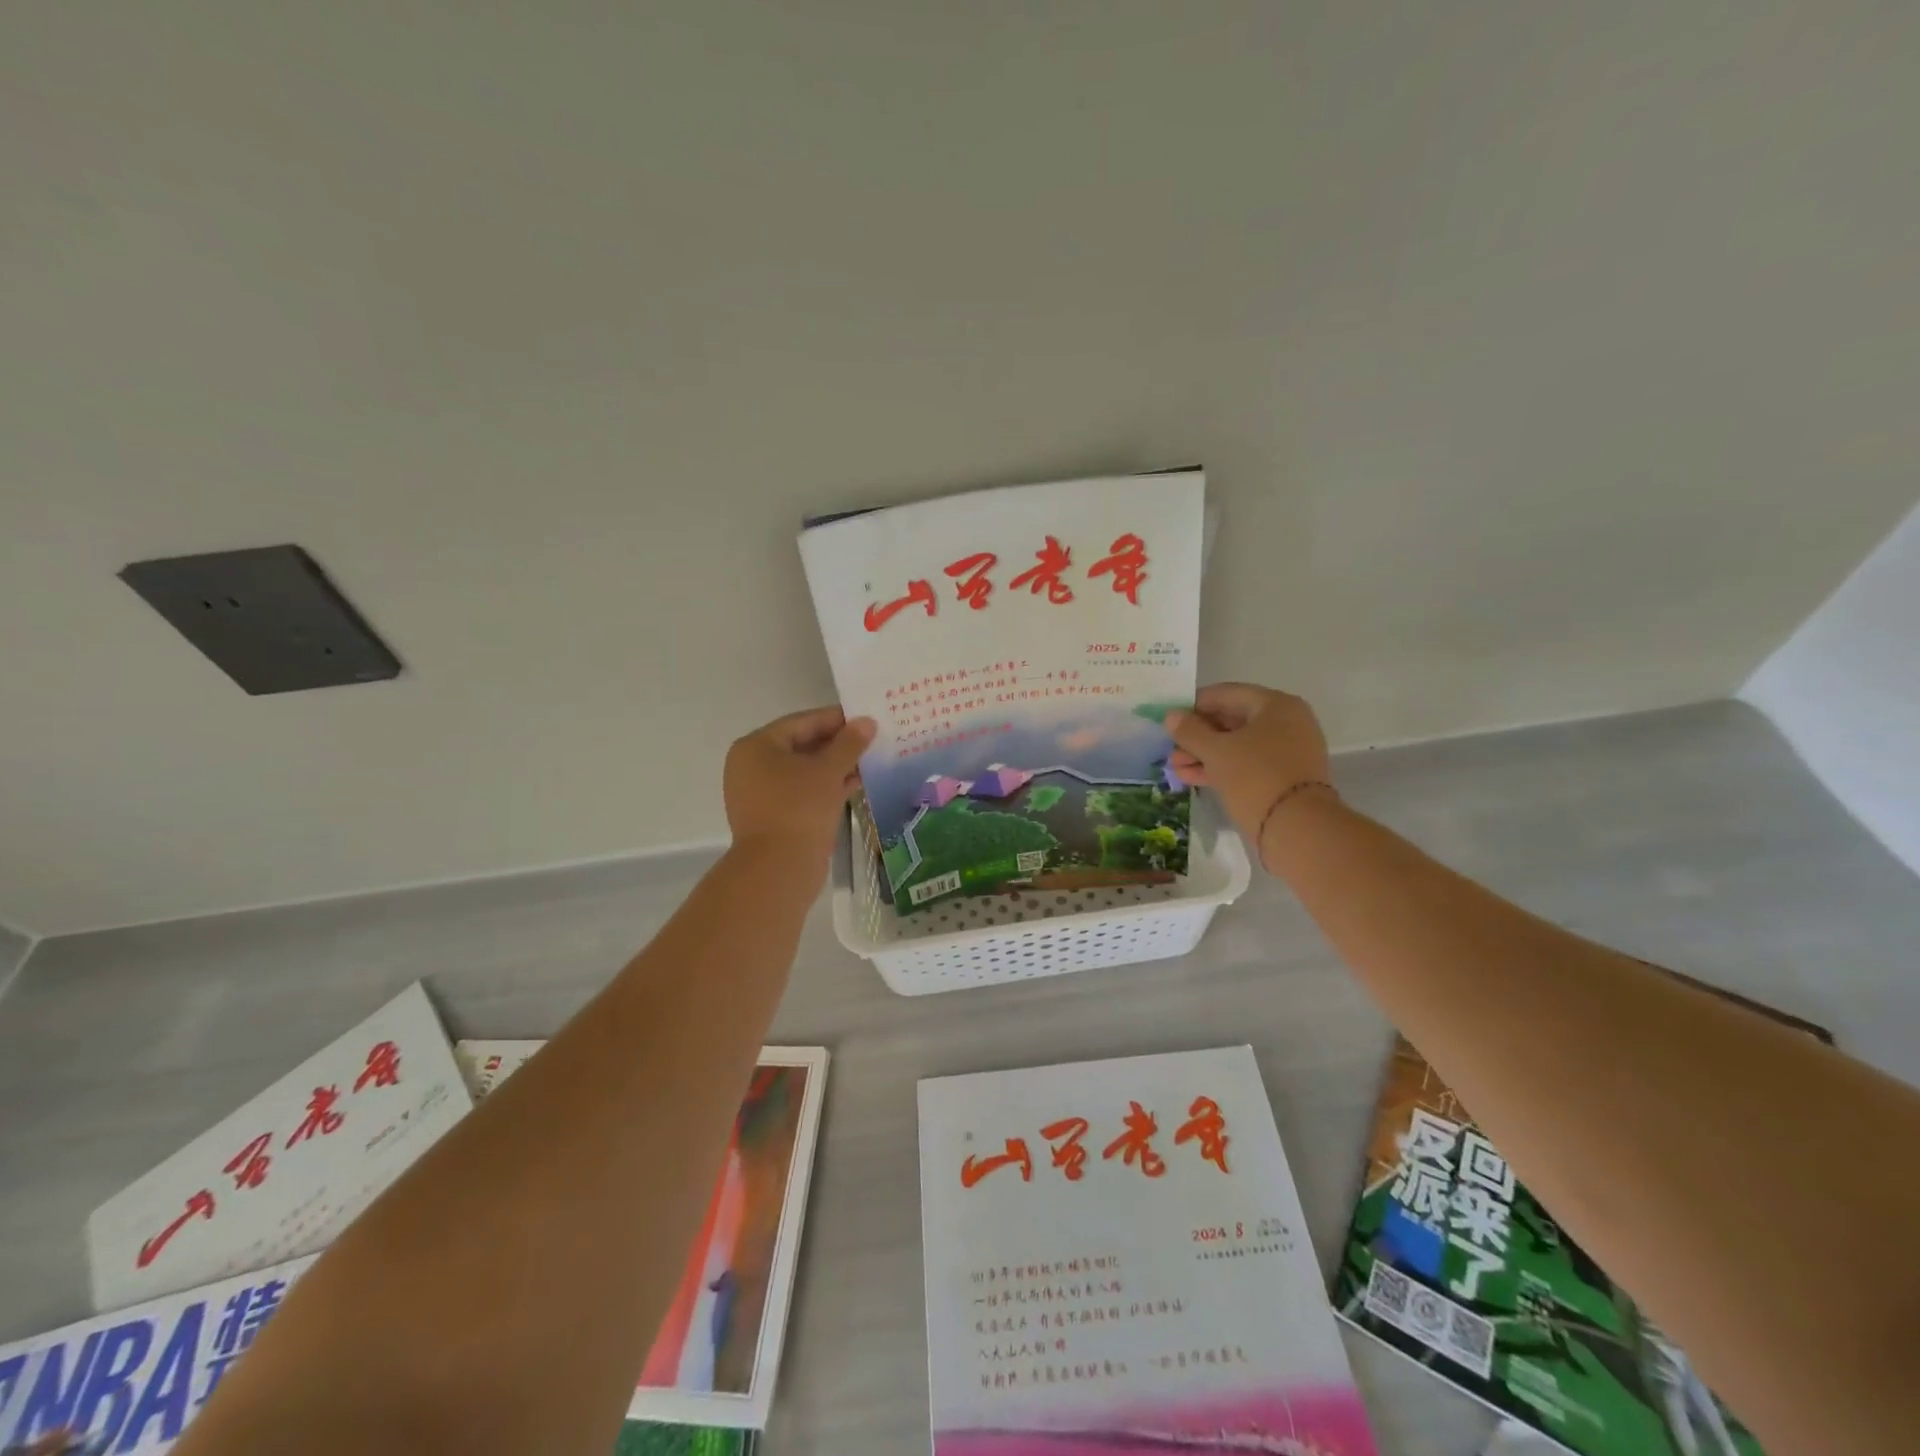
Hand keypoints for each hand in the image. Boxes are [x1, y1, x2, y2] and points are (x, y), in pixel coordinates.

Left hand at [724, 706, 875, 866]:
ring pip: (804, 771)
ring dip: (835, 766)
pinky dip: (826, 787)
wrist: (779, 869)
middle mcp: (752, 766)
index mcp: (756, 747)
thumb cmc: (799, 808)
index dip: (835, 719)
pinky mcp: (773, 816)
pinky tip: (855, 784)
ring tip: (869, 761)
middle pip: (801, 745)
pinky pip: (803, 792)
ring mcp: (761, 794)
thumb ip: (849, 744)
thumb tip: (867, 722)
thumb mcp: (828, 771)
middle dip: (837, 744)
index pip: (801, 722)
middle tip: (871, 739)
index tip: (865, 717)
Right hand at [1166, 683, 1333, 857]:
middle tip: (1169, 747)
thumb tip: (1172, 716)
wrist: (1298, 829)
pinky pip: (1246, 764)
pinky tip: (1190, 778)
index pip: (1225, 694)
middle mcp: (1286, 722)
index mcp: (1275, 705)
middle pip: (1231, 720)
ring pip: (1236, 745)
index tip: (1168, 719)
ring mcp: (1287, 751)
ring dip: (1204, 754)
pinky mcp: (1283, 777)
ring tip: (1174, 767)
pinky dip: (1220, 768)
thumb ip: (1190, 731)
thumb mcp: (1216, 751)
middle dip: (1197, 735)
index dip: (1193, 705)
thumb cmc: (1256, 777)